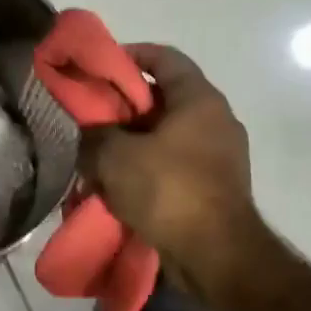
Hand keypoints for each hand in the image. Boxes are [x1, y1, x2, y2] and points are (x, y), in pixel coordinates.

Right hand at [81, 44, 285, 303]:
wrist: (217, 256)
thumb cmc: (168, 190)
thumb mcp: (115, 157)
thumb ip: (95, 136)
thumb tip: (89, 134)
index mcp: (199, 100)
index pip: (165, 57)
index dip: (131, 55)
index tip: (101, 68)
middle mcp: (216, 120)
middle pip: (164, 98)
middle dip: (125, 106)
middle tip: (93, 117)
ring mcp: (221, 155)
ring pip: (167, 134)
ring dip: (134, 141)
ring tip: (101, 156)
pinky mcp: (216, 186)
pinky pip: (175, 164)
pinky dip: (148, 167)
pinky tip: (122, 185)